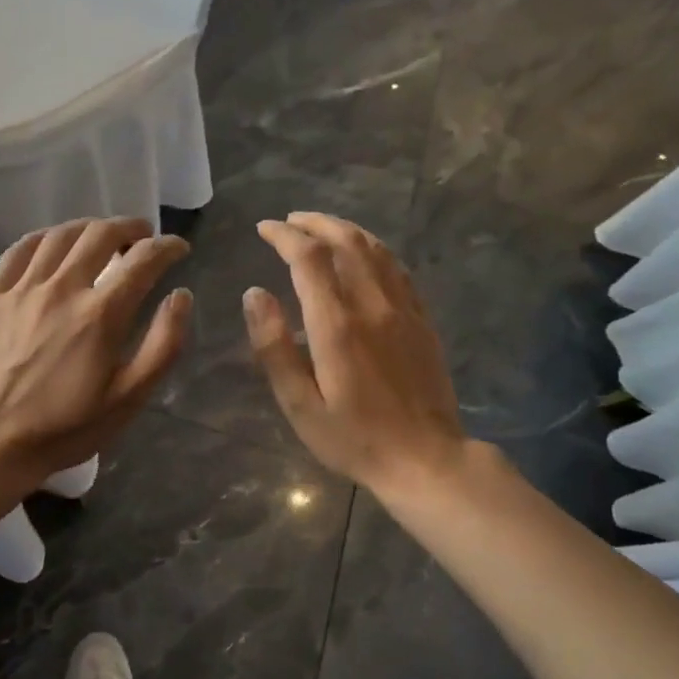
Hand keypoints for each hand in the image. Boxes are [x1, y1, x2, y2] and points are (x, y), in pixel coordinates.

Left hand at [0, 218, 191, 487]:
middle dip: (130, 228)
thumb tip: (181, 296)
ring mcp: (22, 289)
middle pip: (100, 235)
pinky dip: (44, 238)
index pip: (143, 261)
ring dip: (88, 228)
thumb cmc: (67, 426)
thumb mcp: (129, 397)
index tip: (178, 248)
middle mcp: (62, 289)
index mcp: (101, 314)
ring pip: (60, 236)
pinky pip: (20, 250)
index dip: (167, 247)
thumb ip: (163, 344)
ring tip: (101, 235)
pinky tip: (54, 244)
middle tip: (142, 236)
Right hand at [245, 213, 470, 498]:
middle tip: (290, 220)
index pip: (308, 258)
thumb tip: (254, 294)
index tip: (264, 228)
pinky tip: (364, 254)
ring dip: (346, 229)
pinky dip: (375, 250)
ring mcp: (404, 310)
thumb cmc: (353, 439)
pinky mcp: (422, 321)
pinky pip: (399, 269)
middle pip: (347, 241)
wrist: (425, 459)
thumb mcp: (299, 404)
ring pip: (376, 249)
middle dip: (315, 223)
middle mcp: (373, 305)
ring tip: (321, 227)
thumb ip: (273, 346)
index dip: (284, 236)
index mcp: (337, 325)